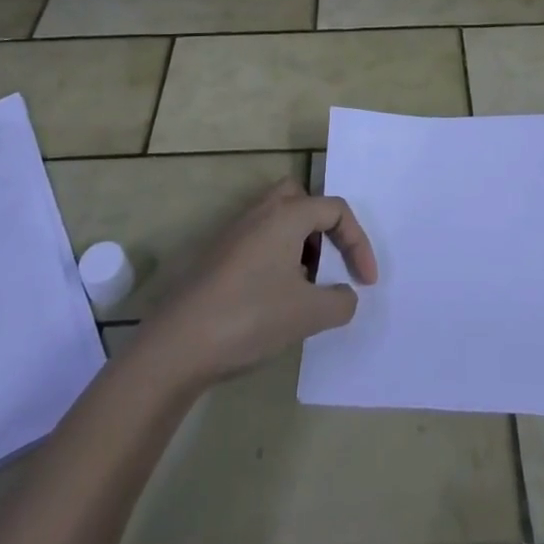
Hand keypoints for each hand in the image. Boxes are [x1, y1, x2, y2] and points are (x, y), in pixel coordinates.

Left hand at [137, 180, 377, 389]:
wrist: (177, 344)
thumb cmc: (250, 317)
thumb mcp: (309, 314)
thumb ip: (340, 301)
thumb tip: (346, 295)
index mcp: (286, 215)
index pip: (335, 209)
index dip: (358, 242)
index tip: (366, 282)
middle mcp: (260, 212)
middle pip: (301, 198)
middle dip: (322, 227)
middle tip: (326, 263)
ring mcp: (233, 232)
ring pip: (278, 220)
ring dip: (299, 244)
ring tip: (303, 287)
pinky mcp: (216, 255)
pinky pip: (258, 240)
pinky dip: (276, 258)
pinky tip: (273, 299)